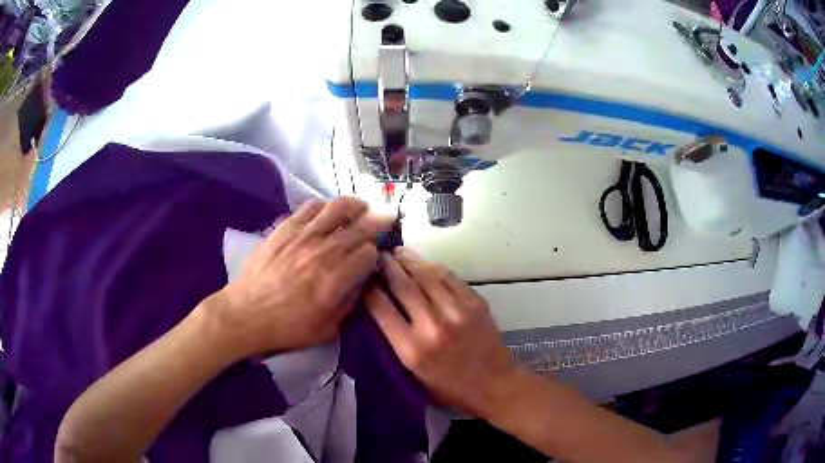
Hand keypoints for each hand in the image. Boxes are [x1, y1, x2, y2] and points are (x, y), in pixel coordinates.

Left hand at [209, 197, 392, 357]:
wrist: (247, 314)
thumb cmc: (288, 327)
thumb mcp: (328, 329)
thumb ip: (350, 303)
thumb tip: (364, 281)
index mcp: (336, 280)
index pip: (368, 253)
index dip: (376, 253)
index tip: (374, 257)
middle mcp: (324, 252)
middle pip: (359, 228)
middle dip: (377, 223)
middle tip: (386, 220)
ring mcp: (303, 236)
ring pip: (337, 208)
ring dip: (355, 205)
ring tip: (361, 207)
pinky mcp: (285, 228)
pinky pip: (310, 207)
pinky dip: (325, 205)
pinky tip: (328, 211)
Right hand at [365, 248, 523, 418]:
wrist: (494, 385)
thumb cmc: (449, 389)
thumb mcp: (413, 376)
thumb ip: (395, 345)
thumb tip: (381, 311)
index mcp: (411, 349)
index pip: (380, 308)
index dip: (368, 289)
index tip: (363, 280)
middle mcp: (430, 325)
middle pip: (401, 284)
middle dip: (386, 267)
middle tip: (378, 256)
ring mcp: (455, 310)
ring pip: (425, 274)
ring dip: (408, 260)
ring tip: (398, 253)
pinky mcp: (474, 302)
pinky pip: (448, 276)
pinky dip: (433, 267)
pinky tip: (424, 263)